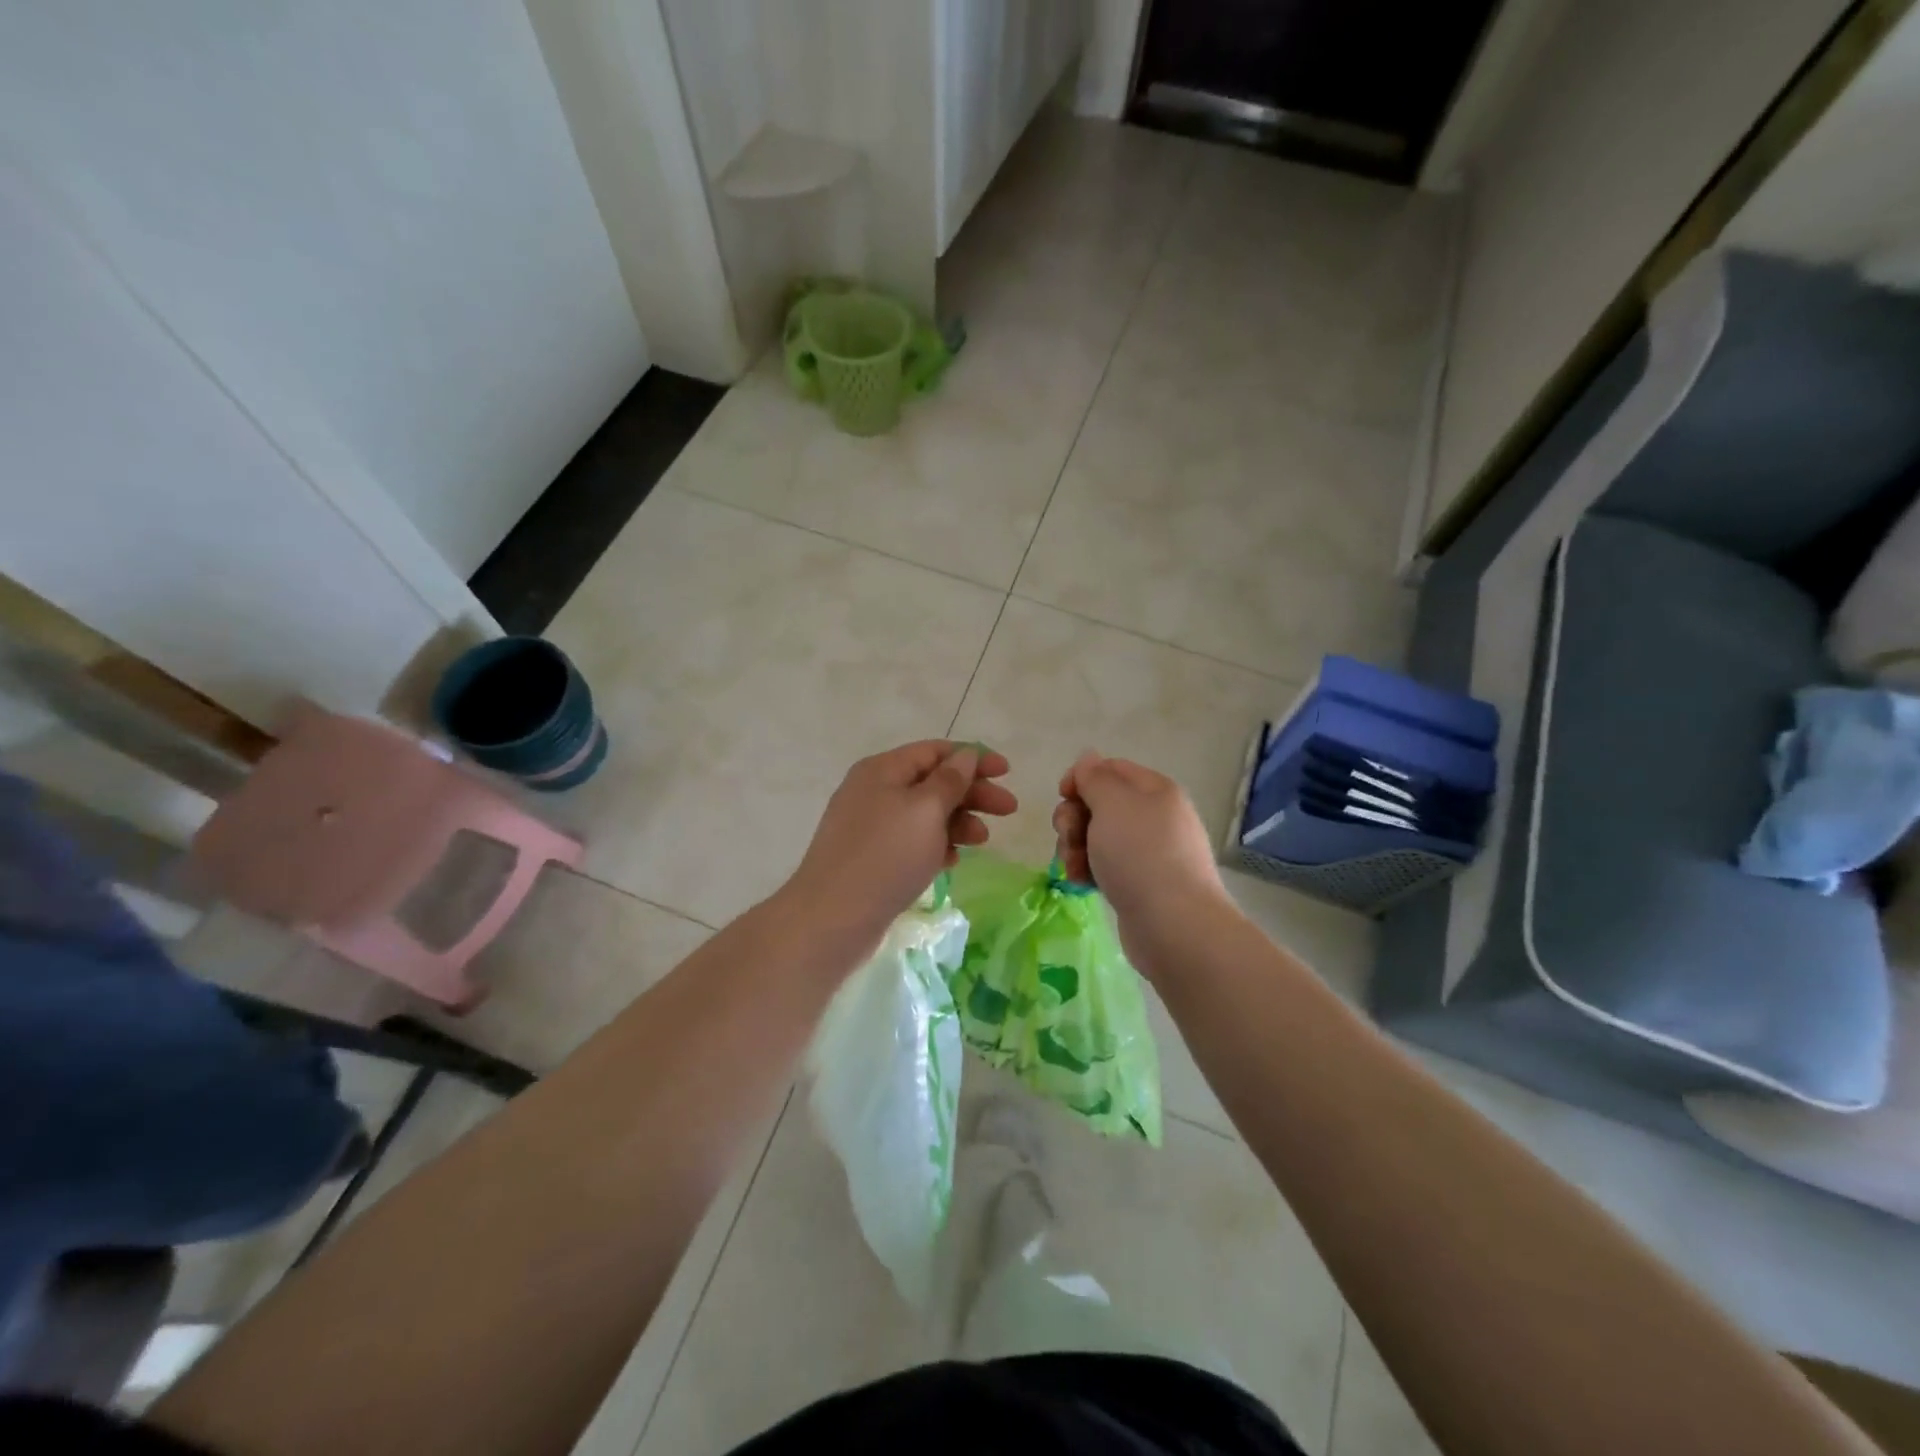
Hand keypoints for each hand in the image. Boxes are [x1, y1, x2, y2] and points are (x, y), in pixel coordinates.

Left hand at [782, 741, 1015, 944]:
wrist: (832, 918)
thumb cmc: (885, 855)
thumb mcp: (925, 810)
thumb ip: (950, 780)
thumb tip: (965, 755)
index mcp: (883, 770)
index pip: (935, 751)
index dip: (973, 758)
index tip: (1007, 772)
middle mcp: (874, 791)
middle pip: (933, 782)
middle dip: (972, 793)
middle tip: (1009, 809)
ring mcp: (871, 826)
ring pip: (925, 814)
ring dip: (958, 821)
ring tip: (982, 840)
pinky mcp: (872, 858)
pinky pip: (912, 842)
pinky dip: (936, 845)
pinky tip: (953, 861)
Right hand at [1051, 751, 1231, 965]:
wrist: (1174, 925)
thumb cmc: (1140, 855)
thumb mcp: (1113, 804)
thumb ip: (1095, 777)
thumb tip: (1089, 759)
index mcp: (1155, 790)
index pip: (1110, 769)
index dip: (1081, 778)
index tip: (1062, 796)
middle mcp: (1155, 816)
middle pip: (1100, 804)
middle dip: (1074, 818)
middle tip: (1069, 836)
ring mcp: (1149, 852)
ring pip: (1097, 837)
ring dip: (1075, 847)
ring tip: (1073, 867)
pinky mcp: (1141, 884)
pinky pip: (1106, 866)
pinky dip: (1088, 871)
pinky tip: (1081, 883)